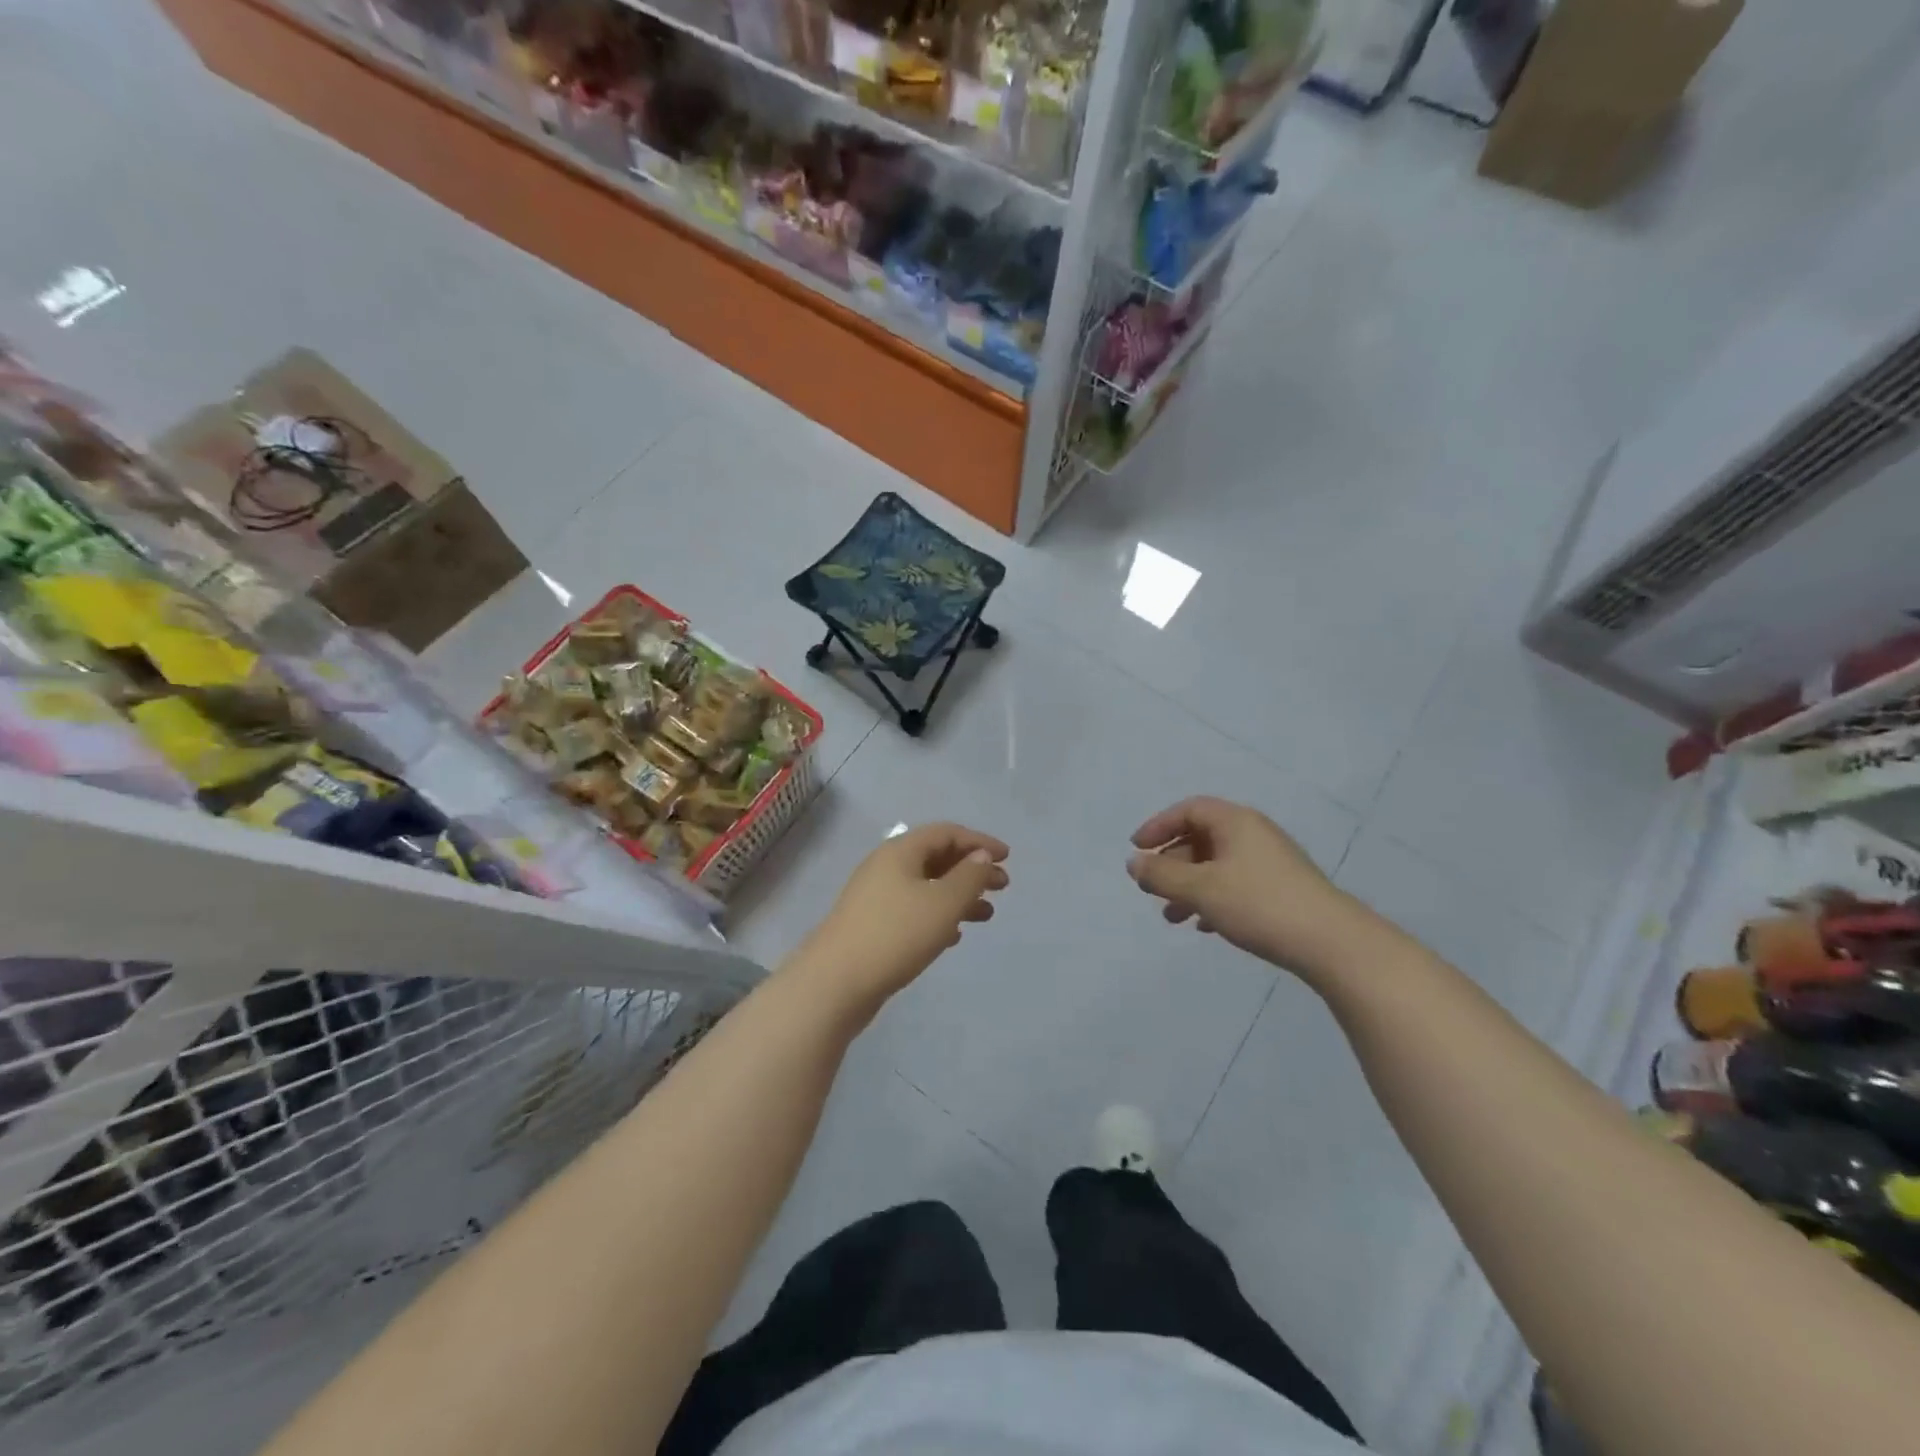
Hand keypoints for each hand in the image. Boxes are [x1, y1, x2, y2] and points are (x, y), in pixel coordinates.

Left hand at [790, 823, 1008, 1015]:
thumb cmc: (896, 934)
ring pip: (926, 886)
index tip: (1008, 858)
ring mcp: (876, 897)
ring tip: (986, 915)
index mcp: (901, 851)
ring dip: (958, 895)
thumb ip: (968, 877)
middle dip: (972, 869)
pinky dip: (938, 915)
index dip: (979, 842)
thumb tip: (982, 856)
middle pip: (936, 857)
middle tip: (1003, 887)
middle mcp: (886, 867)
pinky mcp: (872, 925)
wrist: (835, 983)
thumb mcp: (943, 903)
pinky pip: (913, 909)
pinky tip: (953, 936)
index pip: (946, 832)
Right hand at [1127, 797, 1368, 976]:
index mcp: (1235, 822)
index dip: (1158, 826)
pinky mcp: (1282, 889)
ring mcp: (1271, 862)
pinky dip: (1213, 899)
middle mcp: (1254, 834)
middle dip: (1172, 864)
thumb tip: (1134, 863)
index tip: (1137, 850)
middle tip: (1152, 889)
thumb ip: (1161, 875)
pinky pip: (1236, 885)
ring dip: (1189, 887)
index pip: (1188, 810)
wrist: (1331, 943)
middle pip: (1201, 838)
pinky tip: (1205, 926)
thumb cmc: (1258, 904)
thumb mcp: (1200, 889)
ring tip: (1172, 918)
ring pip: (1217, 865)